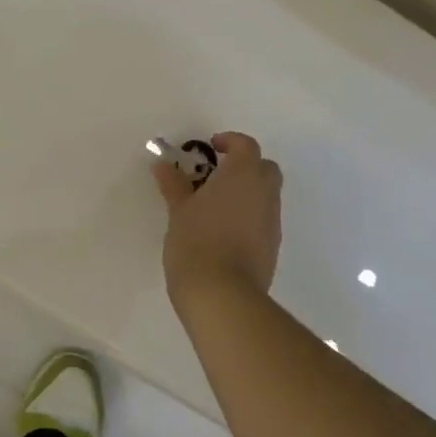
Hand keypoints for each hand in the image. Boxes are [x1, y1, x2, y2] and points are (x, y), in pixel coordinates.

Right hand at [154, 131, 282, 311]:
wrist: (222, 294)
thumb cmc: (196, 242)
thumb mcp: (178, 211)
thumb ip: (174, 184)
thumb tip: (163, 164)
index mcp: (242, 176)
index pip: (246, 146)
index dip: (230, 142)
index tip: (211, 148)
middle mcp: (264, 193)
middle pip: (264, 167)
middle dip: (244, 166)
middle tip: (215, 176)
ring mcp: (272, 221)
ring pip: (265, 195)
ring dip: (246, 193)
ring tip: (214, 207)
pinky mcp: (272, 246)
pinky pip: (263, 219)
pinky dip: (248, 216)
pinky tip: (224, 232)